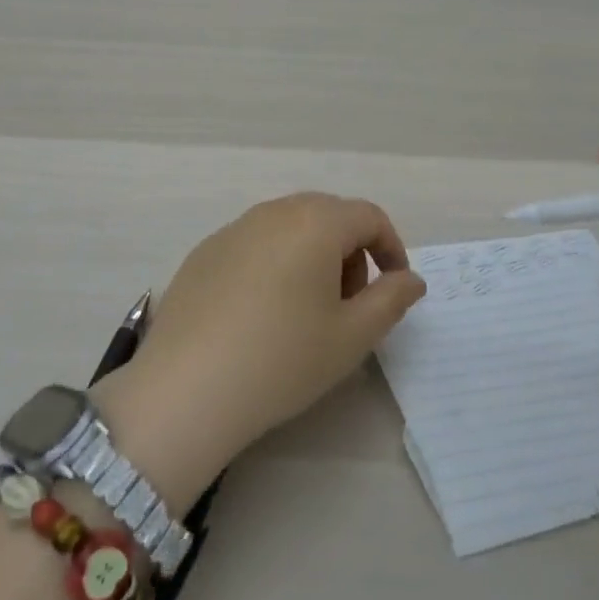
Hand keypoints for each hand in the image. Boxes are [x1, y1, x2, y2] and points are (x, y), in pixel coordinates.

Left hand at [93, 193, 425, 508]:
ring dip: (312, 256)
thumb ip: (391, 299)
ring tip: (306, 311)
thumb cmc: (283, 359)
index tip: (393, 288)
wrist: (188, 387)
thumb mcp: (352, 336)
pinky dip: (273, 264)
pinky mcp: (203, 252)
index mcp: (315, 222)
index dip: (391, 248)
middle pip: (328, 216)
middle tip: (350, 304)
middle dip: (351, 252)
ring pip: (289, 228)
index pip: (369, 216)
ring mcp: (233, 229)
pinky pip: (254, 244)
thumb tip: (410, 278)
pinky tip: (260, 314)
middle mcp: (273, 212)